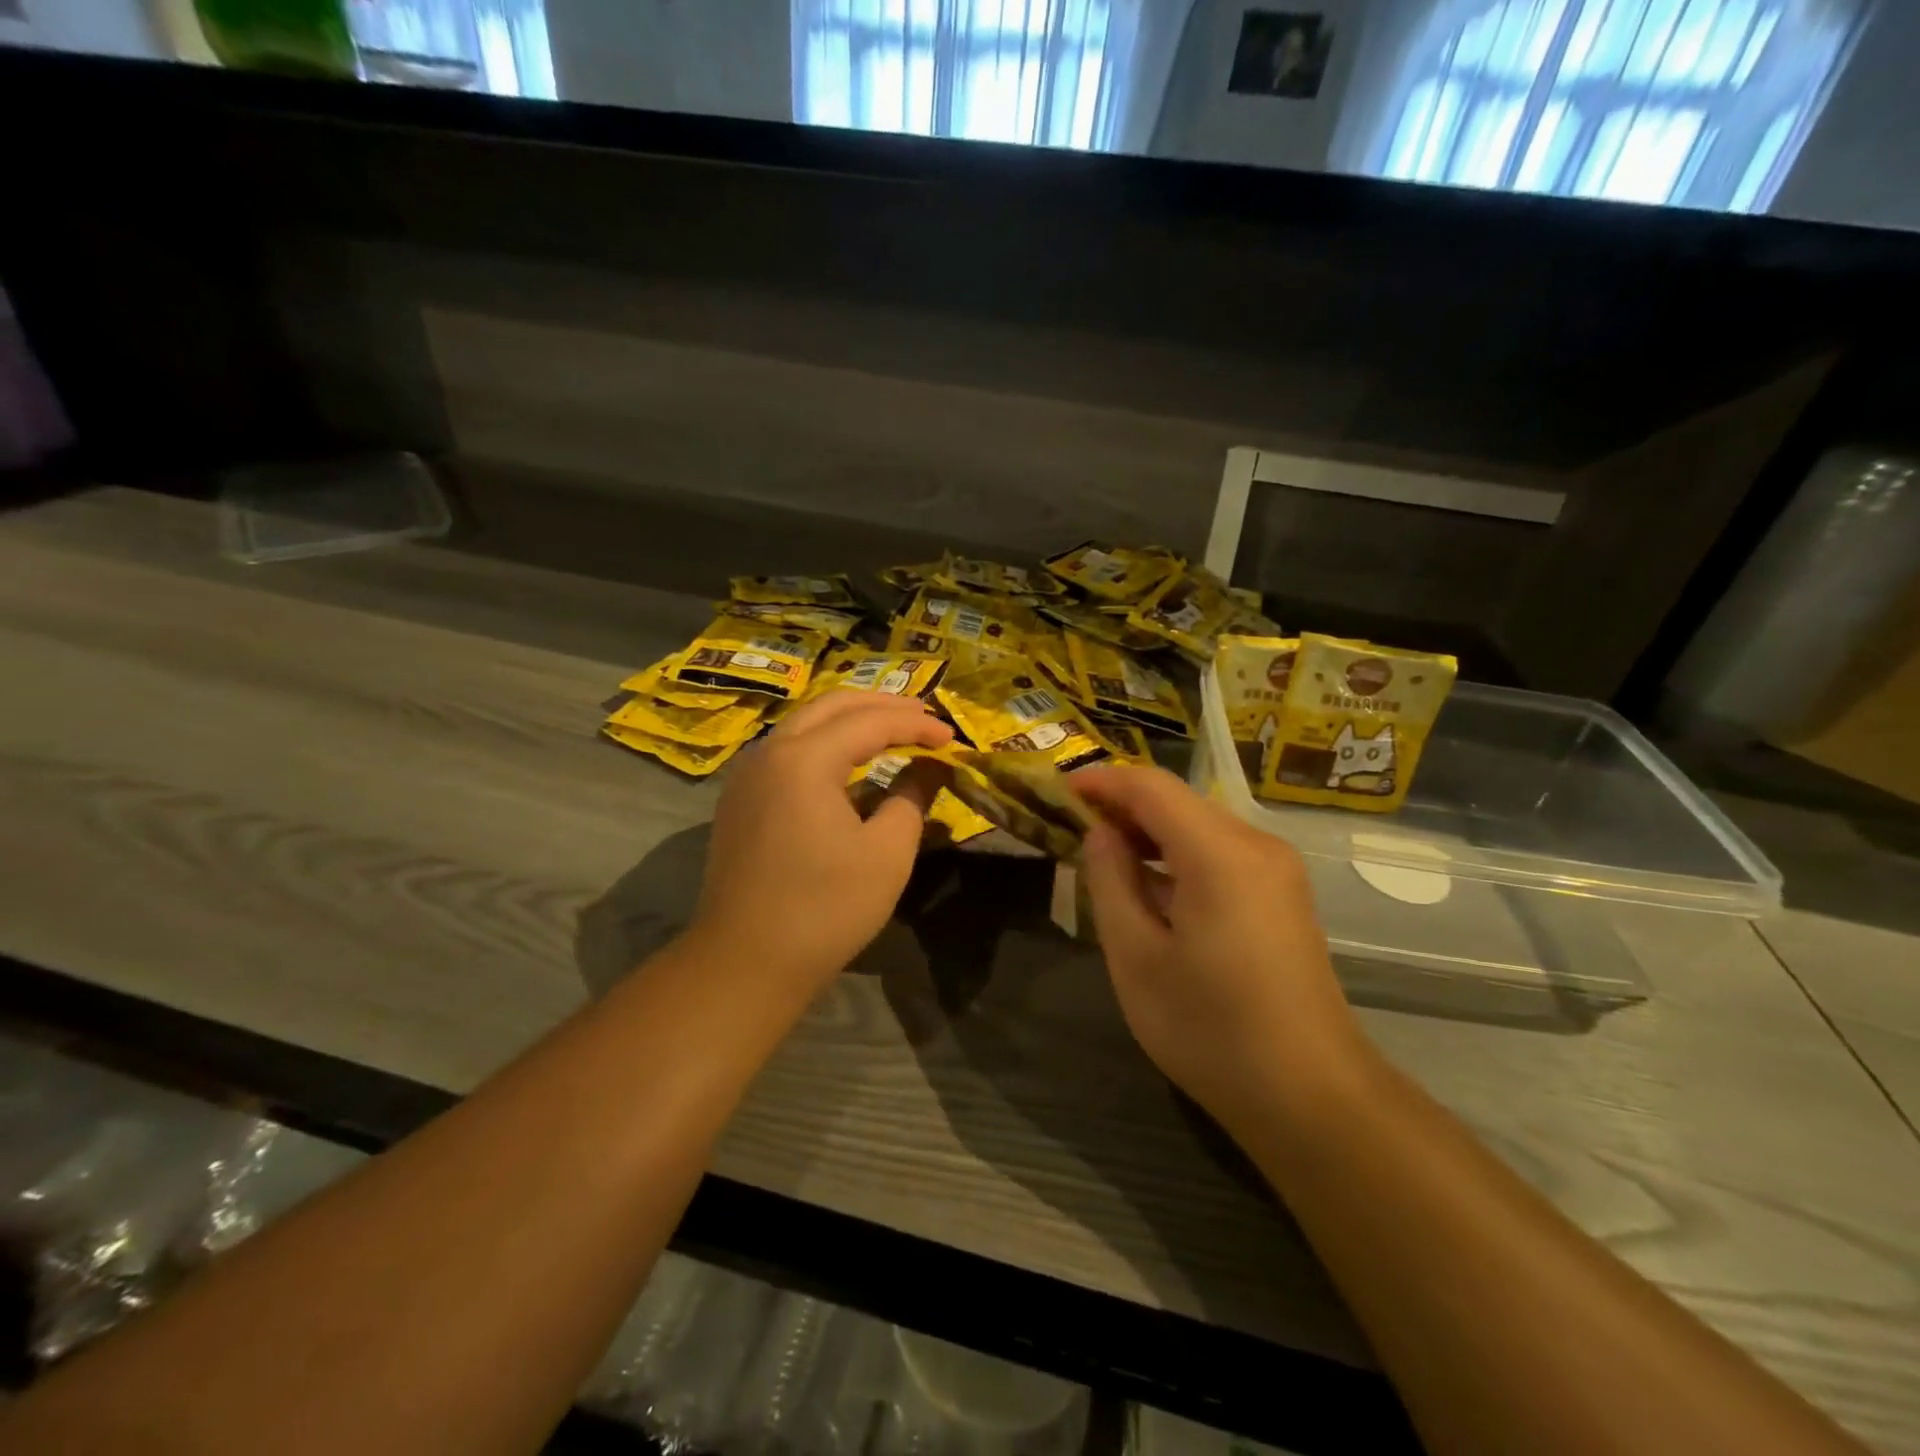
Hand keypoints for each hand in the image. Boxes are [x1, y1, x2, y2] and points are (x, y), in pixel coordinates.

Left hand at [687, 691, 952, 992]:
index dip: (916, 724)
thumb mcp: (887, 853)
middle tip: (925, 718)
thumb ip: (912, 797)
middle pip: (833, 705)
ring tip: (894, 732)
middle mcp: (769, 752)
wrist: (746, 962)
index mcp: (804, 759)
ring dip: (852, 721)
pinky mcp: (741, 800)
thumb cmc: (825, 908)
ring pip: (806, 724)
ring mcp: (748, 775)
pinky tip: (851, 767)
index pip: (870, 721)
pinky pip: (789, 751)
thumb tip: (929, 768)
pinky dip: (826, 745)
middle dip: (883, 705)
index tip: (952, 736)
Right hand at [1073, 765, 1373, 1129]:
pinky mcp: (1282, 895)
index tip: (1057, 790)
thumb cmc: (1211, 1029)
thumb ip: (1110, 882)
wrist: (1311, 1096)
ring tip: (1100, 854)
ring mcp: (1276, 870)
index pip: (1151, 787)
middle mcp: (1256, 846)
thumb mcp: (1137, 957)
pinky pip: (1220, 853)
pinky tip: (1149, 886)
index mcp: (1220, 854)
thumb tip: (1100, 834)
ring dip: (1149, 831)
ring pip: (1199, 826)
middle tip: (1071, 826)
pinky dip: (1177, 856)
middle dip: (1122, 806)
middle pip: (1178, 801)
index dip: (1101, 781)